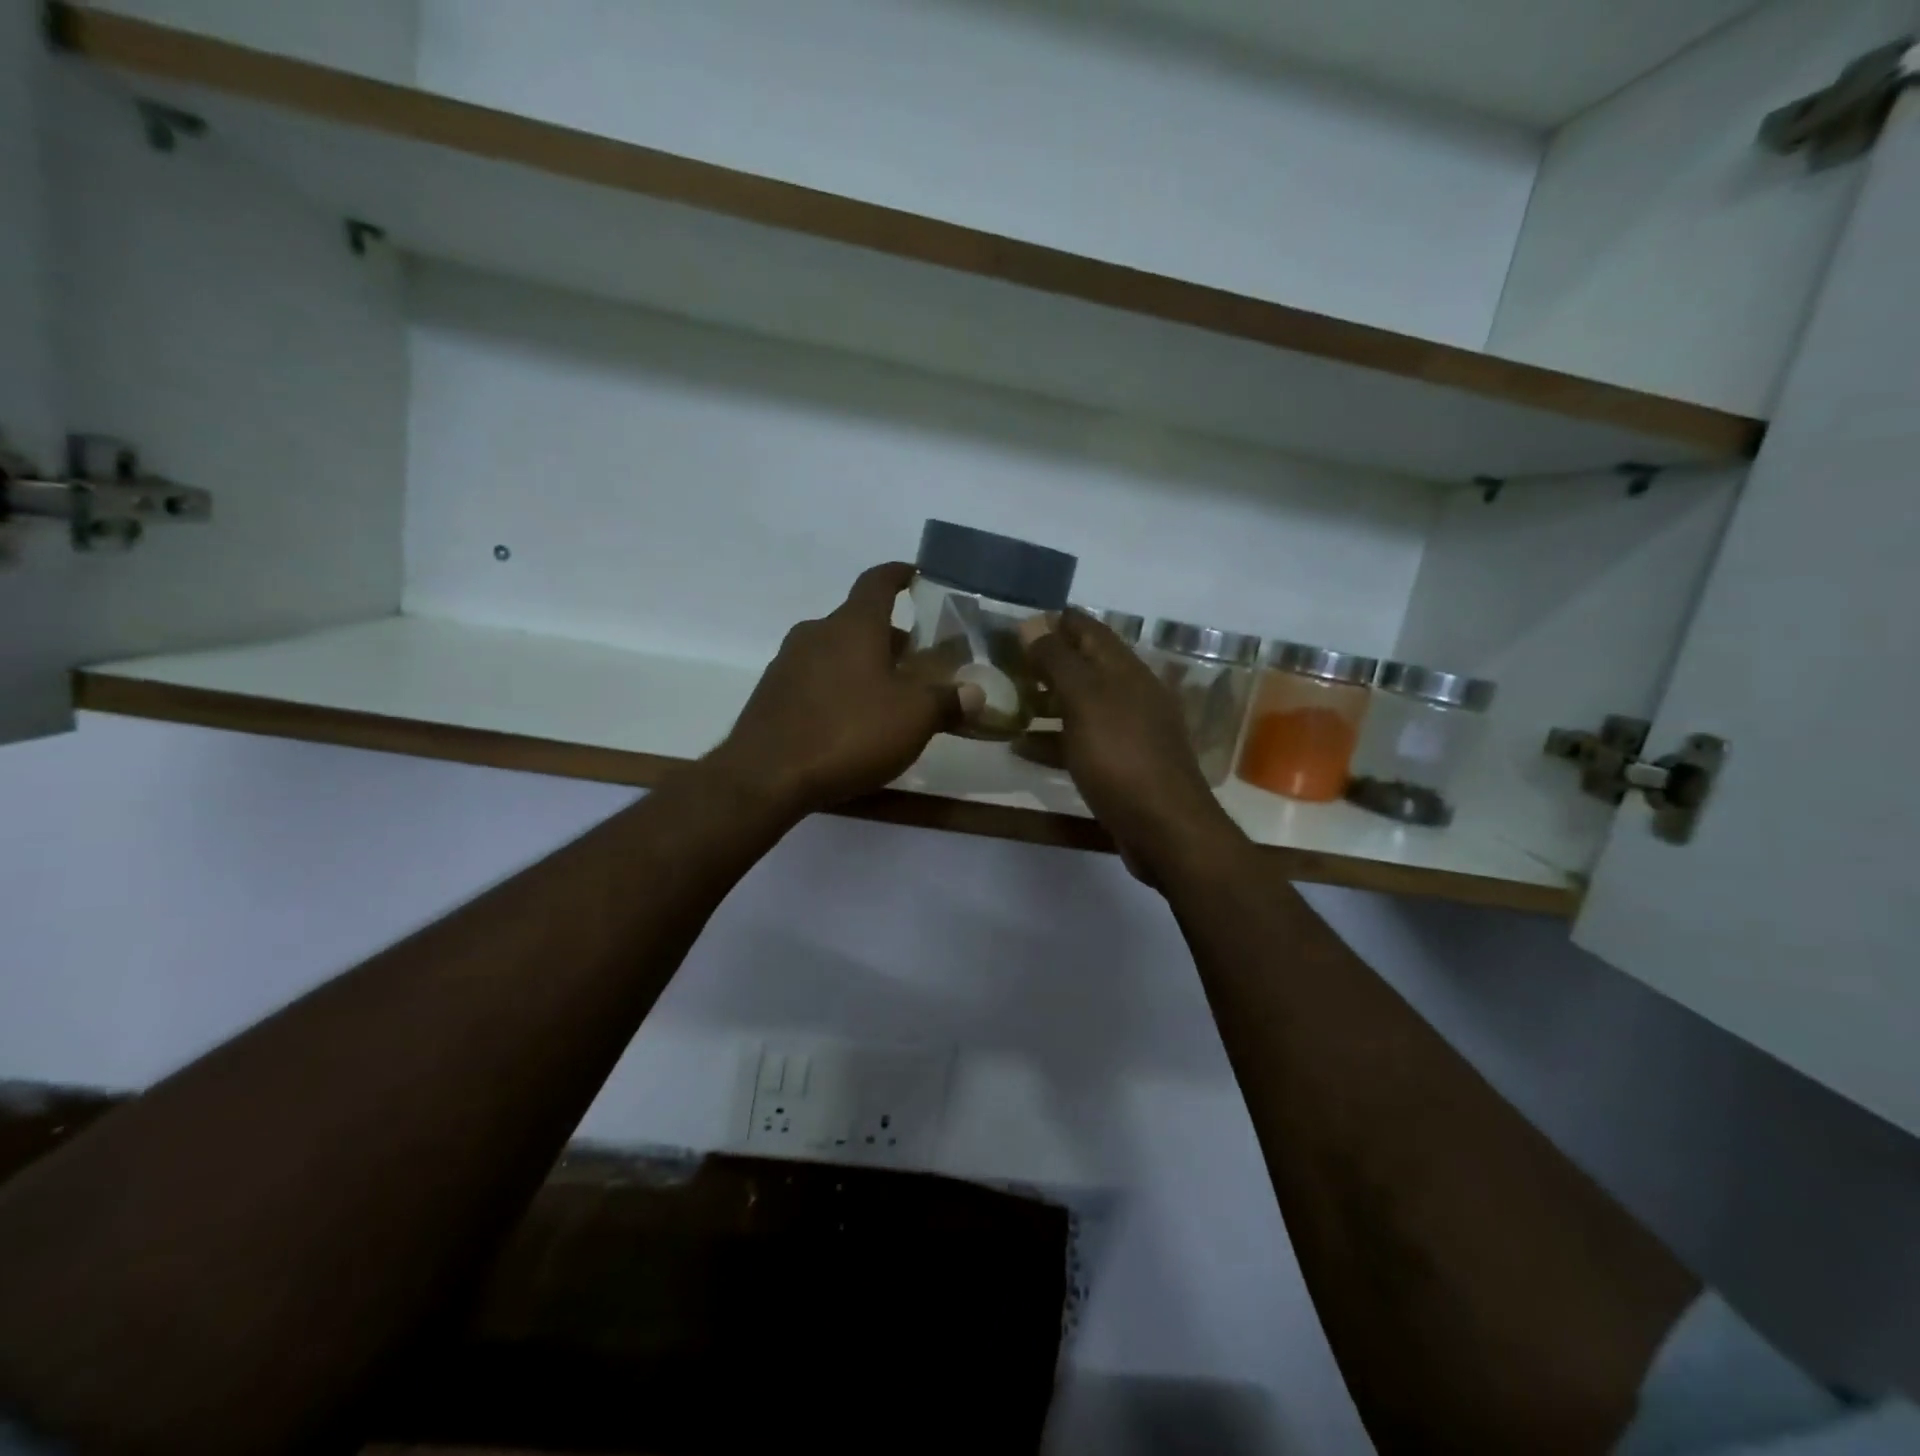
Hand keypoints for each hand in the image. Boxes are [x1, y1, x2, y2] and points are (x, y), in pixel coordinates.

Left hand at [709, 563, 982, 817]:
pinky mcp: (772, 695)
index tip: (916, 576)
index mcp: (853, 625)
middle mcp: (817, 633)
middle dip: (891, 637)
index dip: (899, 574)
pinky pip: (815, 679)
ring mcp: (788, 663)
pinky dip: (839, 687)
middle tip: (918, 662)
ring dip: (864, 664)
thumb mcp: (913, 719)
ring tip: (889, 696)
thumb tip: (975, 693)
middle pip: (859, 622)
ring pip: (836, 651)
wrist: (765, 776)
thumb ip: (948, 701)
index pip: (878, 581)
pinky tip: (851, 722)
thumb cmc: (848, 733)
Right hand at [1021, 611, 1244, 884]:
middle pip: (1085, 666)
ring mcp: (1129, 731)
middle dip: (1047, 661)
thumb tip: (1033, 624)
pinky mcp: (1122, 765)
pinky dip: (1053, 739)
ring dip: (1047, 700)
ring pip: (1081, 705)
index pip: (1089, 630)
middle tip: (1006, 663)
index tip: (1019, 621)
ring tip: (1008, 701)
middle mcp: (1131, 694)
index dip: (1056, 621)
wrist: (1164, 827)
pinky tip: (1023, 748)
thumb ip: (1057, 661)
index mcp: (1125, 670)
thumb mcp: (1084, 701)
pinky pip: (1082, 741)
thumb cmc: (1121, 756)